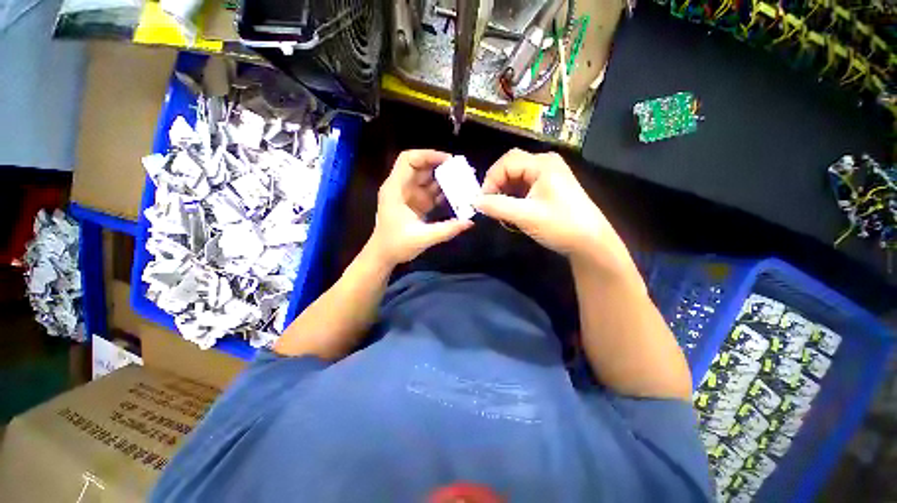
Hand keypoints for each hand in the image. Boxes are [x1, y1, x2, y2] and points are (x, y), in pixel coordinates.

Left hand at [369, 149, 472, 265]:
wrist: (383, 256)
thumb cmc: (395, 245)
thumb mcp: (421, 238)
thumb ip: (446, 230)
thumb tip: (469, 222)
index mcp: (395, 189)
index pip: (408, 160)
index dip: (427, 155)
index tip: (448, 161)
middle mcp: (401, 187)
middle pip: (421, 167)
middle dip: (441, 167)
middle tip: (462, 171)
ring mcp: (409, 195)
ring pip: (428, 179)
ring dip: (444, 179)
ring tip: (464, 182)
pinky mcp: (416, 203)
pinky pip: (431, 192)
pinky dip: (443, 192)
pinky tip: (457, 196)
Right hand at [475, 149, 630, 270]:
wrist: (590, 242)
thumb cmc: (560, 225)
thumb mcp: (525, 216)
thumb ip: (497, 207)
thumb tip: (474, 201)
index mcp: (542, 164)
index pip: (506, 162)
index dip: (491, 179)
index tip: (483, 201)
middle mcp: (545, 164)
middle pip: (511, 167)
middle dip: (497, 185)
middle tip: (489, 205)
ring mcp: (549, 175)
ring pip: (516, 178)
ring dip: (504, 193)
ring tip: (500, 211)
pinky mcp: (550, 188)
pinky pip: (524, 186)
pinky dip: (514, 197)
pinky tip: (512, 211)